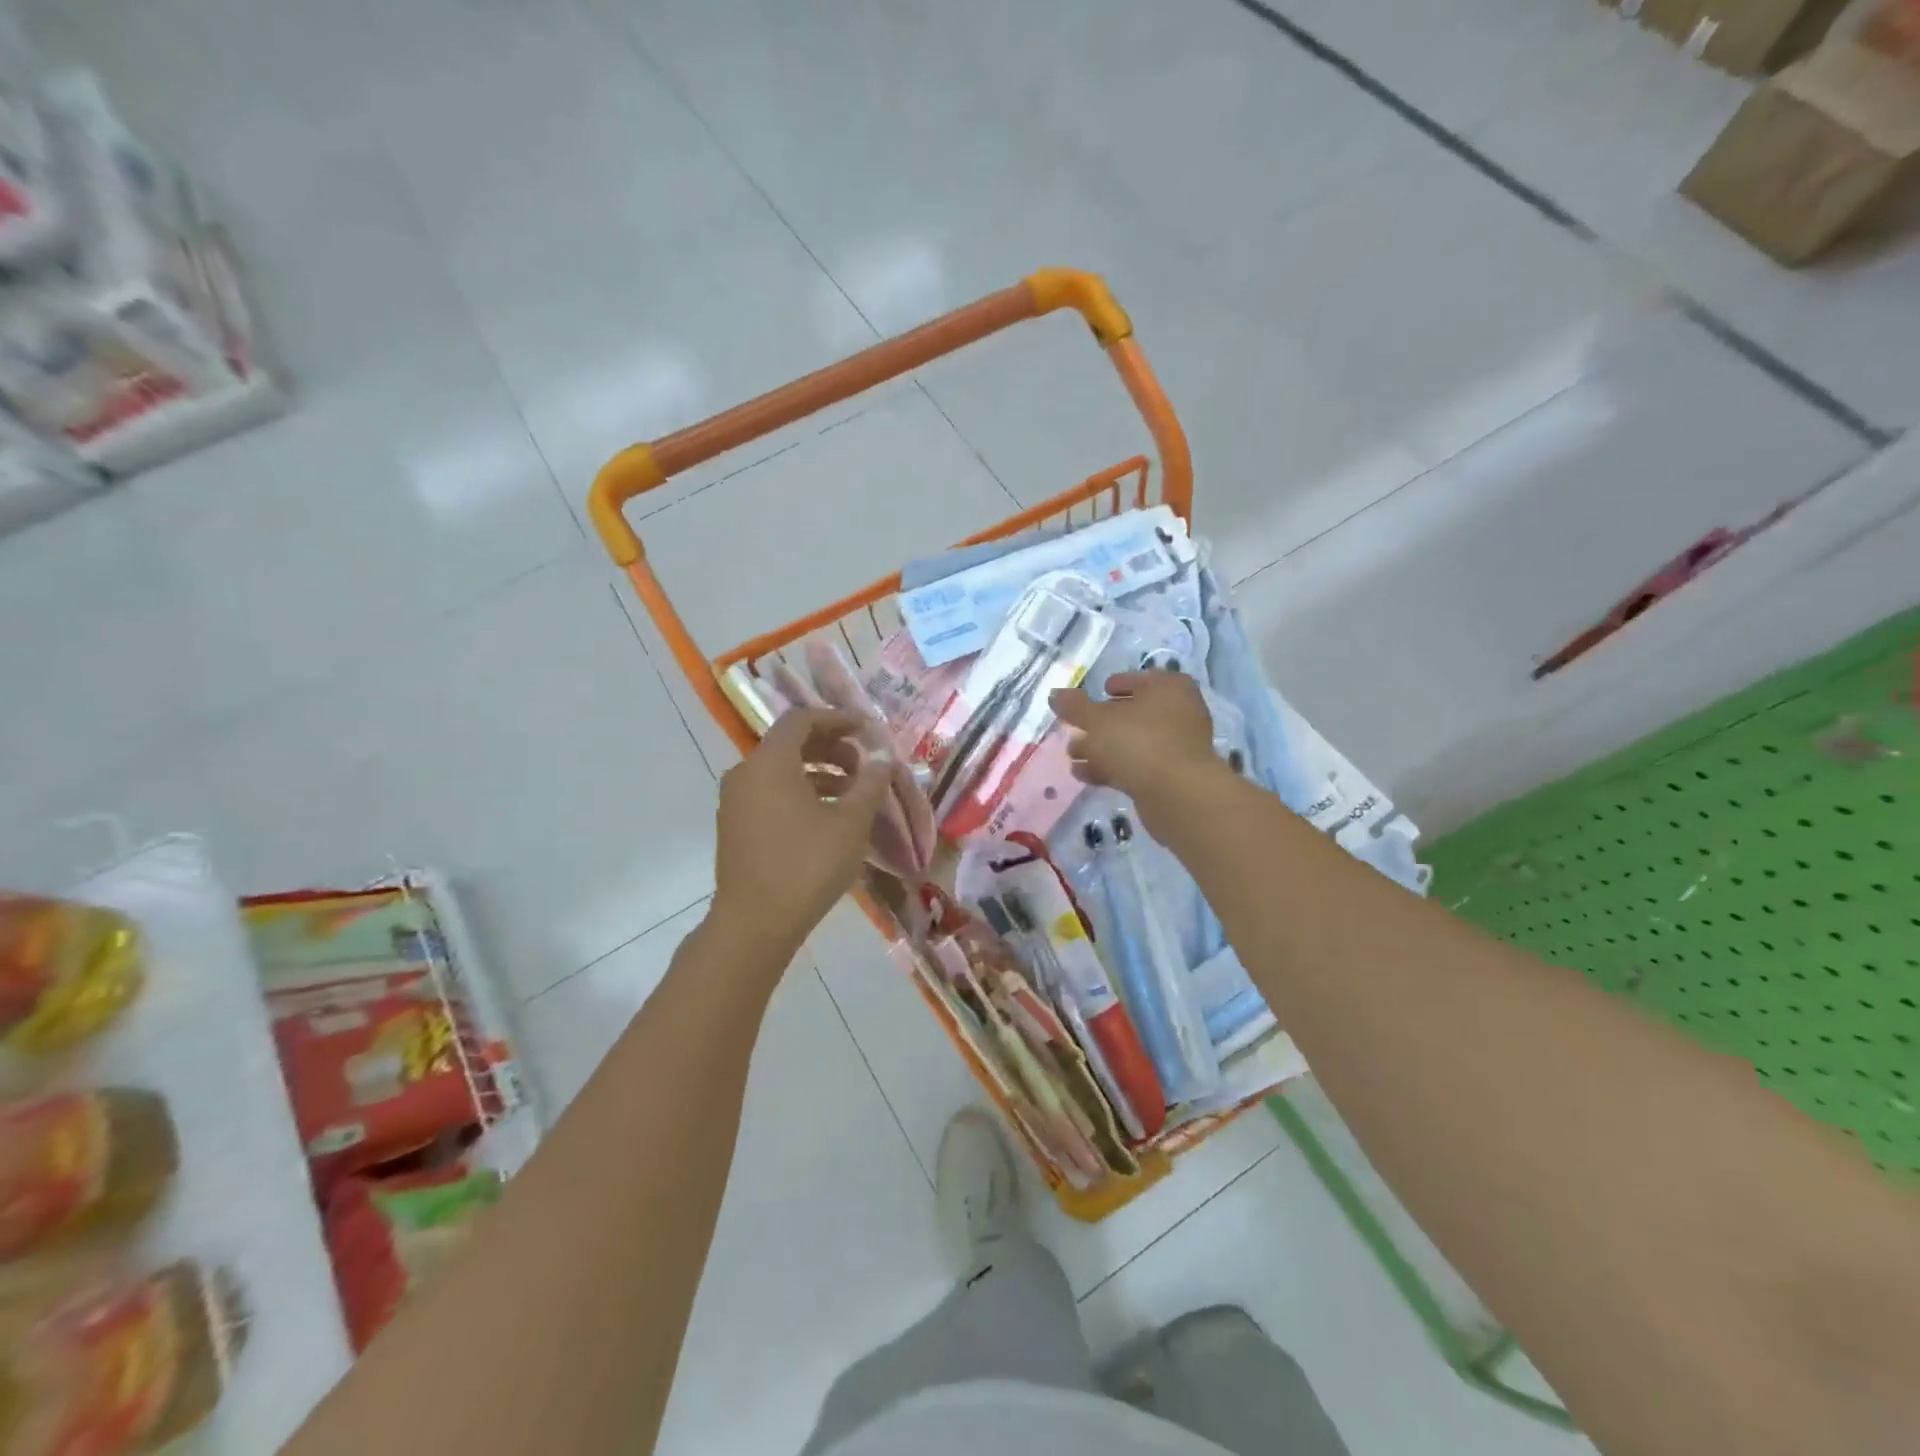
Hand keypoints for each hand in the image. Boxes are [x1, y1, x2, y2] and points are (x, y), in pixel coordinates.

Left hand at [711, 707, 890, 959]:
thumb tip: (884, 756)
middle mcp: (746, 773)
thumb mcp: (850, 822)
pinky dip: (800, 792)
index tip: (868, 731)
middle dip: (832, 747)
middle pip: (791, 743)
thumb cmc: (807, 865)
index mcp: (770, 762)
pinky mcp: (736, 826)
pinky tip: (828, 816)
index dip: (838, 719)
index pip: (802, 719)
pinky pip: (771, 793)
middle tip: (865, 764)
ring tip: (853, 793)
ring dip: (819, 772)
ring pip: (781, 771)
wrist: (755, 924)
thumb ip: (870, 782)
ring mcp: (736, 801)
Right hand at [1051, 671, 1229, 834]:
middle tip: (1075, 730)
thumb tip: (1054, 694)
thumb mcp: (1097, 720)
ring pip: (1133, 742)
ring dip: (1102, 748)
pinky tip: (1084, 775)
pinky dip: (1111, 767)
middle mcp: (1179, 712)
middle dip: (1101, 723)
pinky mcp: (1171, 775)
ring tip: (1072, 755)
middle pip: (1133, 713)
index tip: (1096, 693)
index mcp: (1168, 687)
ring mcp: (1177, 746)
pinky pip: (1137, 765)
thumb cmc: (1139, 742)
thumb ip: (1074, 707)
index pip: (1139, 679)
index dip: (1115, 685)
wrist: (1177, 794)